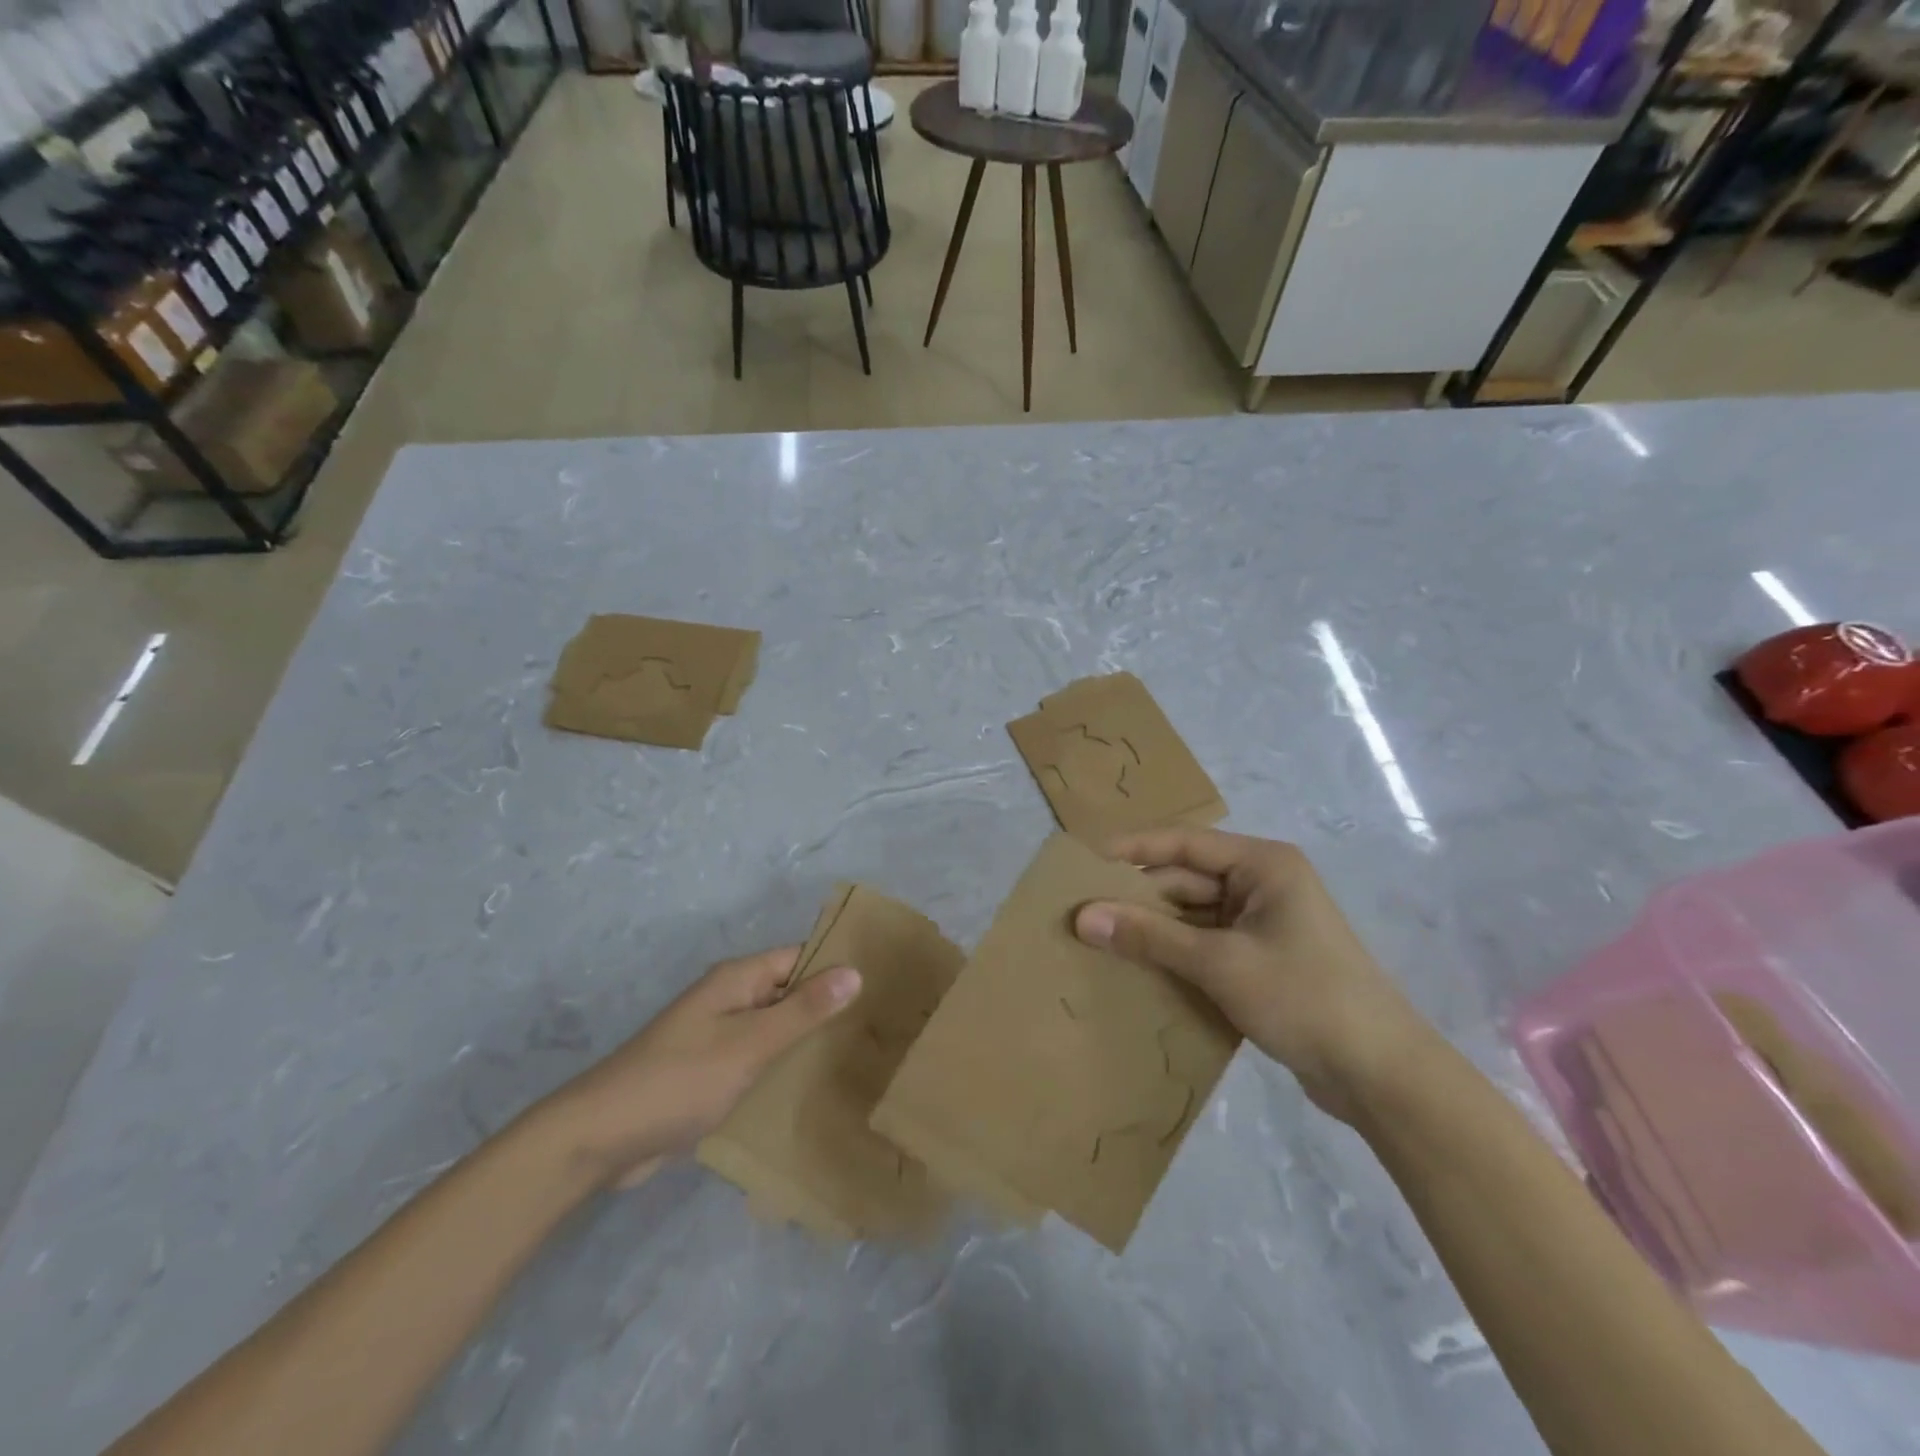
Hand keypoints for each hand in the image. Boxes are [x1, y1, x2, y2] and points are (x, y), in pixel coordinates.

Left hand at [546, 947, 861, 1187]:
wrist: (600, 1139)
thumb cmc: (680, 1080)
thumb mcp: (750, 1043)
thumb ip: (803, 1010)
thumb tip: (855, 971)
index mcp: (737, 979)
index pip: (799, 958)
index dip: (837, 967)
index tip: (883, 985)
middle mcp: (729, 1000)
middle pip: (788, 992)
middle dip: (827, 1006)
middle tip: (880, 1027)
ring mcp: (717, 1038)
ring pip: (774, 1029)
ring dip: (805, 1040)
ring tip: (859, 1056)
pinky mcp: (709, 1073)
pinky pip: (756, 1060)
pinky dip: (780, 1068)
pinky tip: (812, 1088)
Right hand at [1075, 828, 1430, 1121]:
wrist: (1381, 1075)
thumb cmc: (1303, 997)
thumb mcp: (1219, 963)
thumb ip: (1150, 936)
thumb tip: (1083, 917)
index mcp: (1263, 865)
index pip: (1184, 842)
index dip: (1132, 849)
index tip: (1084, 862)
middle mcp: (1263, 885)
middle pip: (1186, 880)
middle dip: (1139, 898)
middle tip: (1082, 914)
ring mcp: (1264, 924)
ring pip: (1193, 916)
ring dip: (1154, 931)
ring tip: (1099, 943)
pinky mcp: (1263, 960)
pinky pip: (1207, 945)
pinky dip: (1176, 955)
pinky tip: (1138, 971)